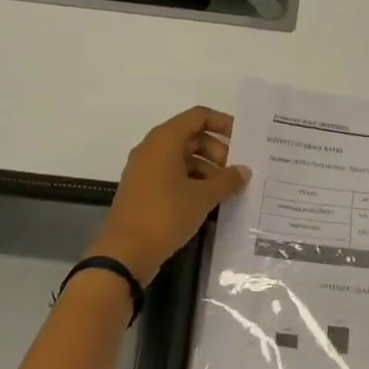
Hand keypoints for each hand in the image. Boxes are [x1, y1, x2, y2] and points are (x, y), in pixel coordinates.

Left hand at [91, 107, 249, 282]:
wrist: (125, 252)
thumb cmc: (165, 214)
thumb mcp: (202, 197)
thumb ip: (227, 180)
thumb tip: (243, 171)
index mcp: (165, 140)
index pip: (198, 116)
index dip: (222, 123)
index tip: (244, 139)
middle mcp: (152, 148)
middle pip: (191, 137)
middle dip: (216, 151)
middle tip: (236, 172)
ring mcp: (145, 169)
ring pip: (181, 157)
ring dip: (206, 168)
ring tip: (226, 190)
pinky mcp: (143, 189)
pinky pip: (171, 174)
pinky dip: (191, 181)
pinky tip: (208, 201)